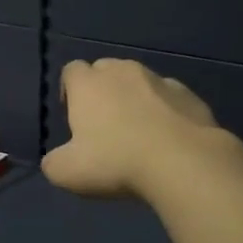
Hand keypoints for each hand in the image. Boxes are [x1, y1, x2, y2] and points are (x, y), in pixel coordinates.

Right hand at [42, 58, 242, 200]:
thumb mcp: (68, 173)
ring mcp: (158, 80)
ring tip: (140, 132)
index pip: (71, 70)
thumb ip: (54, 163)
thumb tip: (55, 161)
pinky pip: (169, 98)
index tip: (74, 117)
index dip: (70, 90)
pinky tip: (169, 139)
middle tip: (105, 124)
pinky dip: (166, 111)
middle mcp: (121, 72)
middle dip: (102, 90)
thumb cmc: (116, 162)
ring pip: (140, 81)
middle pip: (105, 70)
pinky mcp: (189, 95)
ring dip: (135, 99)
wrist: (184, 163)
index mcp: (88, 84)